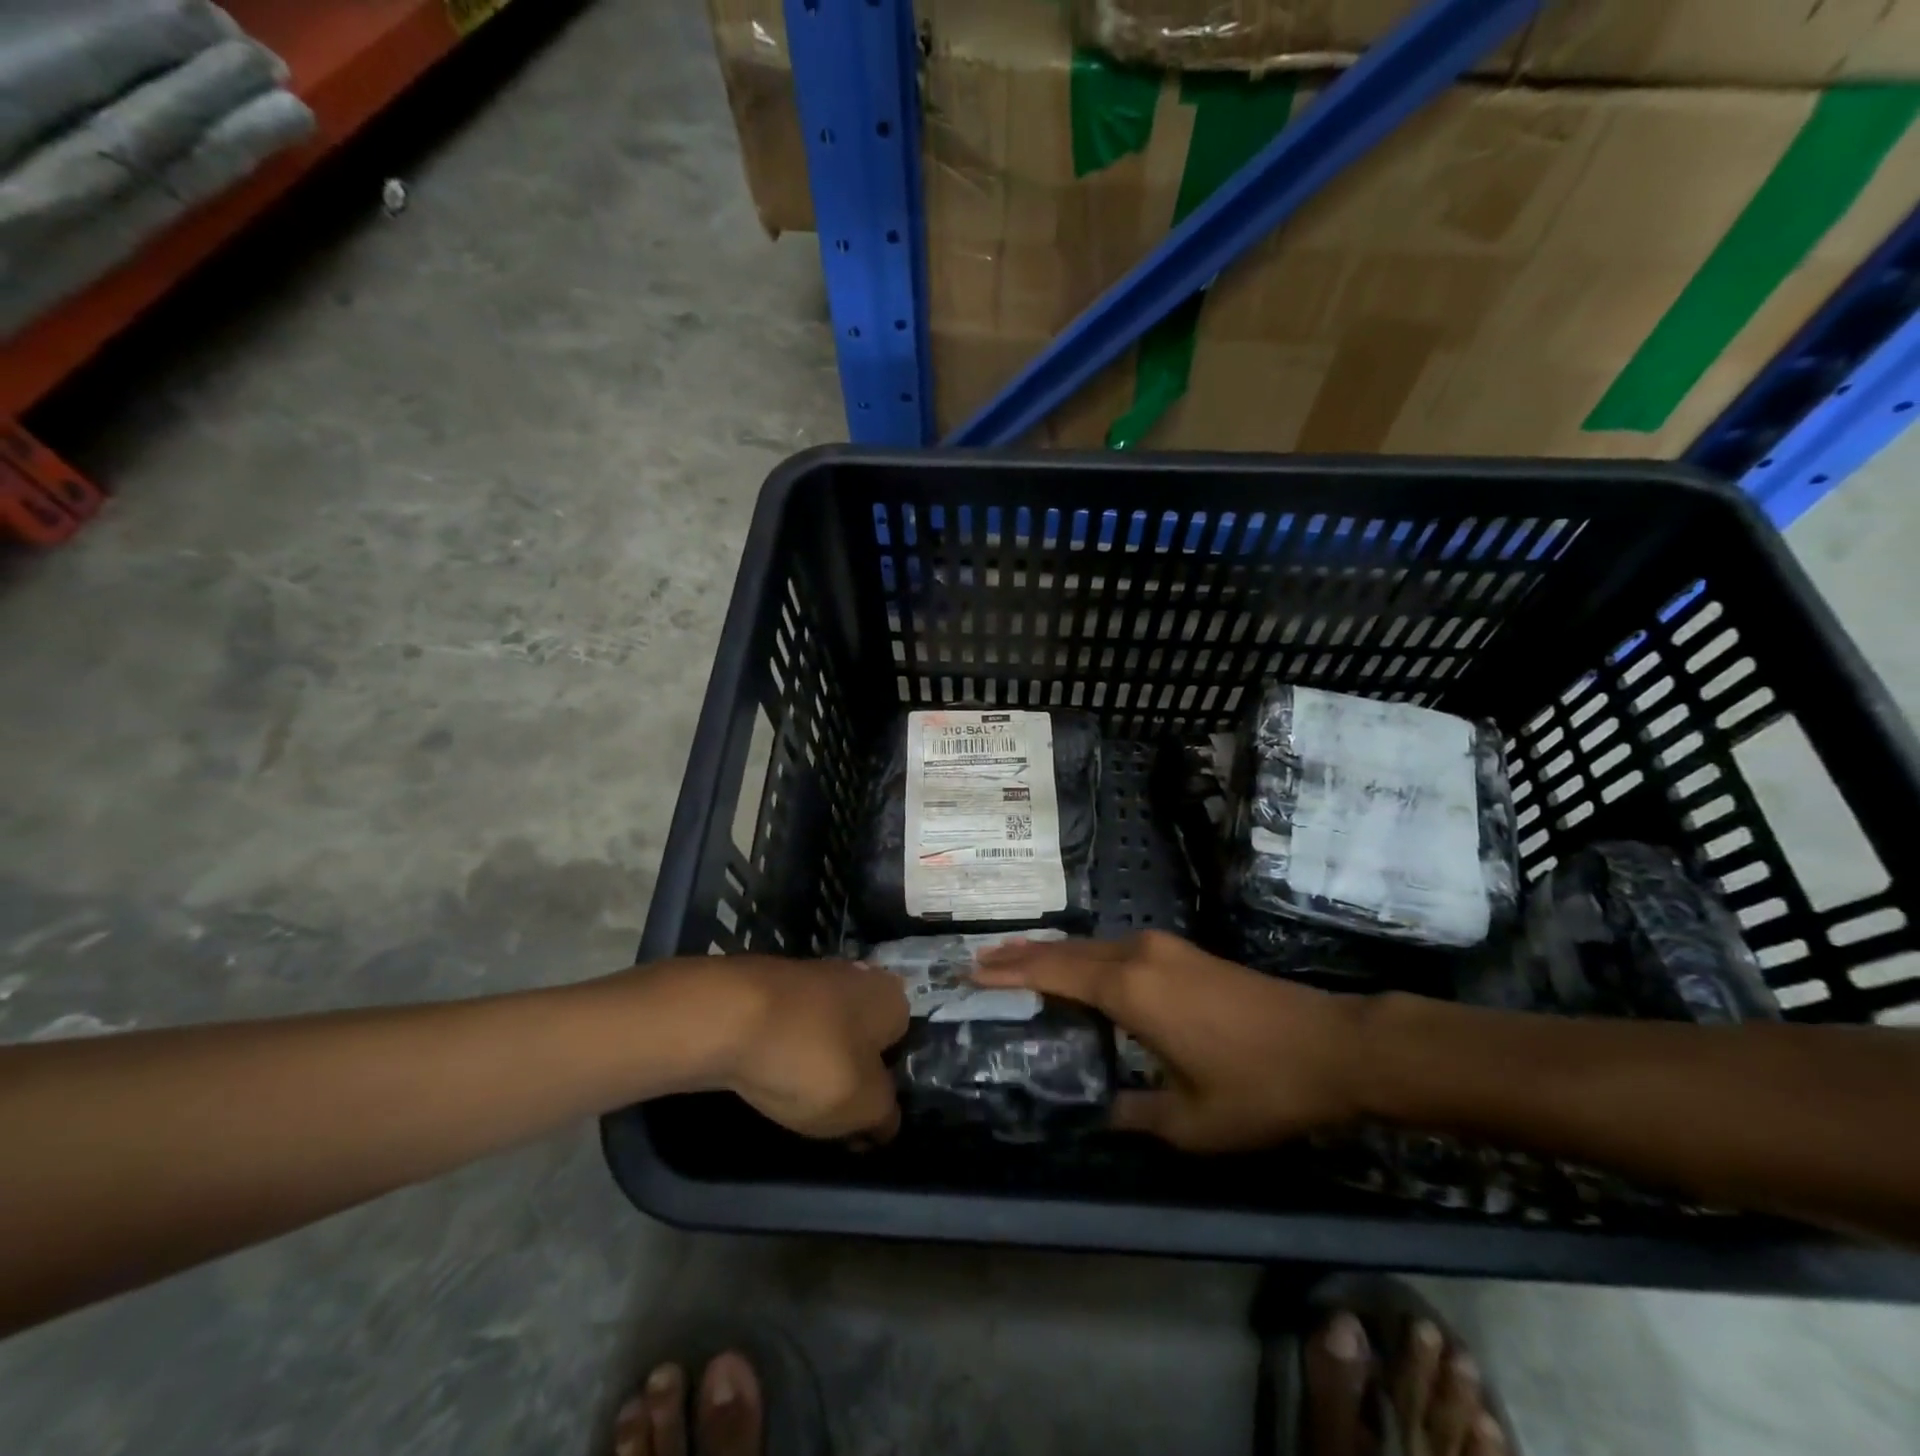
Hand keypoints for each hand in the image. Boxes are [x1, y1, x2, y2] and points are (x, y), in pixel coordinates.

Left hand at [693, 956, 909, 1140]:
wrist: (728, 1016)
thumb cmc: (812, 1059)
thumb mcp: (863, 1106)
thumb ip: (884, 1116)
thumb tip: (886, 1121)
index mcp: (892, 997)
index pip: (902, 1044)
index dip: (886, 1083)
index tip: (864, 1116)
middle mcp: (858, 975)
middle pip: (861, 1034)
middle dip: (848, 1068)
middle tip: (831, 1111)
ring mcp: (811, 974)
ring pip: (823, 1029)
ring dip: (813, 1060)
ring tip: (792, 1098)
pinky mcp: (769, 982)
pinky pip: (787, 1026)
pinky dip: (780, 1048)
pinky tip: (764, 1073)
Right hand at [974, 931, 1363, 1151]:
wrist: (1333, 1046)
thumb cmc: (1257, 1085)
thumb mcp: (1190, 1122)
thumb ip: (1134, 1115)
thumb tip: (1101, 1110)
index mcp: (1129, 988)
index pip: (1052, 971)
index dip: (1009, 970)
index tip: (970, 969)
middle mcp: (1139, 954)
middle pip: (1067, 950)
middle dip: (1023, 956)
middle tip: (983, 963)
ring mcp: (1165, 948)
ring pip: (1092, 946)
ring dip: (1055, 955)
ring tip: (1019, 964)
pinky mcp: (1184, 953)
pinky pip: (1117, 950)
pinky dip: (1086, 959)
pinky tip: (1081, 974)